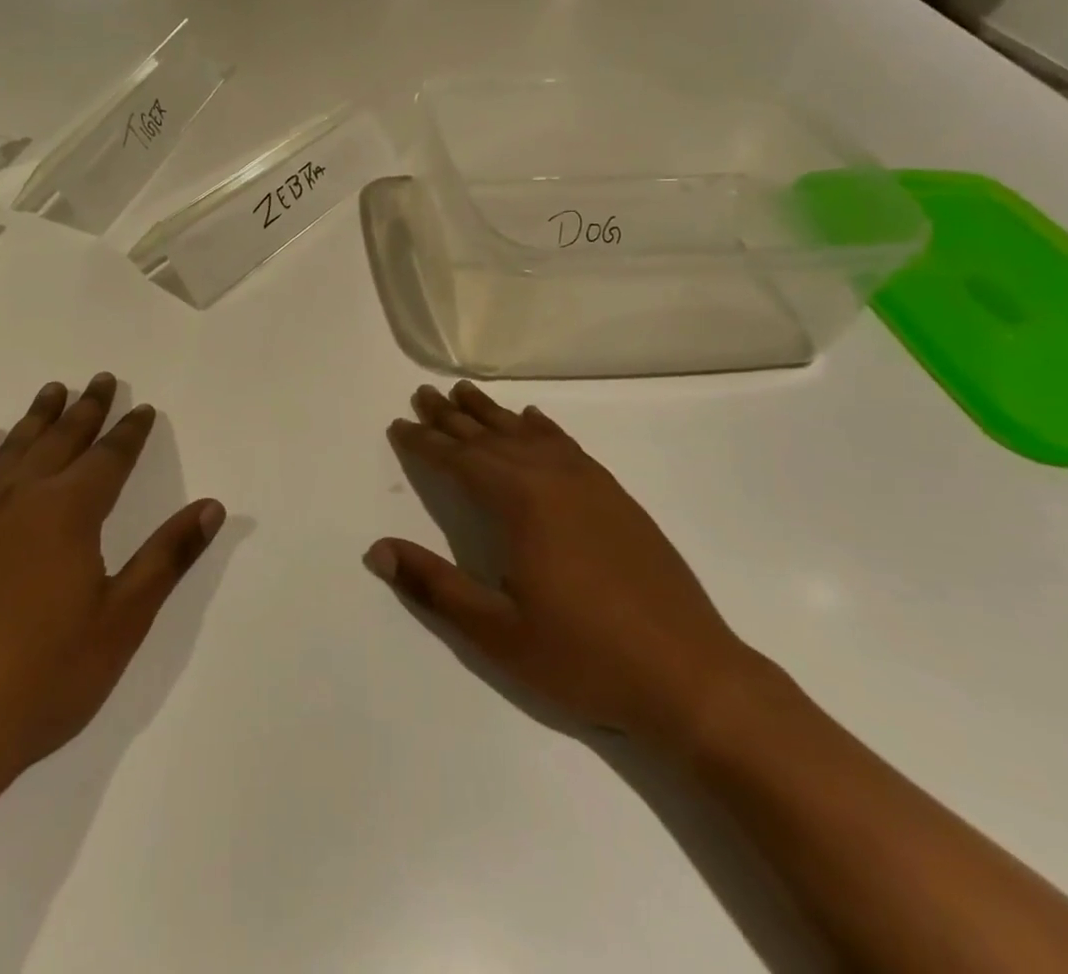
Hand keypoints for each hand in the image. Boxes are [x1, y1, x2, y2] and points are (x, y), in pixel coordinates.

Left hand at [0, 374, 224, 813]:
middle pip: (61, 439)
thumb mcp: (122, 621)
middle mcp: (21, 498)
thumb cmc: (42, 678)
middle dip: (86, 408)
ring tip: (52, 390)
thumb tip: (212, 506)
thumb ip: (167, 557)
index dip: (130, 431)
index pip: (110, 457)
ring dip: (36, 417)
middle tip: (100, 379)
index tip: (141, 408)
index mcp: (70, 512)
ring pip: (12, 448)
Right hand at [370, 381, 756, 757]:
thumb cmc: (584, 657)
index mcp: (520, 503)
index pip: (459, 460)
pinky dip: (542, 428)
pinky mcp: (616, 497)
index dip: (425, 442)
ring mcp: (589, 484)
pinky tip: (533, 421)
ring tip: (465, 392)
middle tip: (424, 393)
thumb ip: (435, 586)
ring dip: (492, 414)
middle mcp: (552, 478)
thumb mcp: (497, 633)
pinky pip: (567, 445)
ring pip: (527, 434)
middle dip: (452, 417)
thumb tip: (377, 550)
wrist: (690, 675)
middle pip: (490, 437)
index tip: (399, 424)